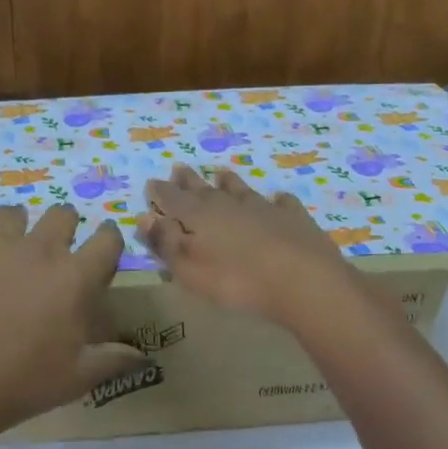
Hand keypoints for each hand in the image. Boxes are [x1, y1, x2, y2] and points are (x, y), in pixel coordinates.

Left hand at [0, 204, 146, 445]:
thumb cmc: (21, 384)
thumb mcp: (76, 378)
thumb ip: (113, 359)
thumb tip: (143, 356)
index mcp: (75, 277)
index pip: (107, 239)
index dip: (108, 240)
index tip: (102, 250)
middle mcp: (39, 249)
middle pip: (62, 214)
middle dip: (64, 227)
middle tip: (53, 253)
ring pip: (13, 214)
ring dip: (17, 230)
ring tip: (7, 255)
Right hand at [139, 165, 361, 325]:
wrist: (303, 279)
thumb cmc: (236, 280)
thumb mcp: (189, 269)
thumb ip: (166, 243)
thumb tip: (144, 218)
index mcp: (198, 215)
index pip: (172, 199)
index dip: (160, 192)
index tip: (151, 183)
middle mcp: (228, 204)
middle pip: (203, 189)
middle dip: (188, 180)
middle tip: (179, 168)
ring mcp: (263, 207)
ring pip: (240, 189)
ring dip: (228, 182)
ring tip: (221, 174)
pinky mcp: (293, 217)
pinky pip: (281, 203)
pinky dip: (276, 200)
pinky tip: (278, 199)